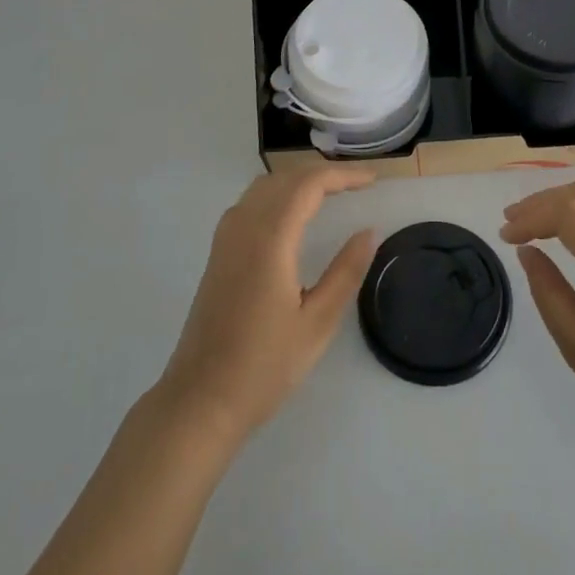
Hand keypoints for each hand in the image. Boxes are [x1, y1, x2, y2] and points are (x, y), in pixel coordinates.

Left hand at [157, 166, 377, 444]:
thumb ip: (346, 271)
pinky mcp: (218, 253)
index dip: (343, 175)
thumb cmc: (264, 366)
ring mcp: (225, 238)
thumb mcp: (317, 323)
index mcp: (270, 239)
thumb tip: (368, 231)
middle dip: (324, 173)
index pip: (309, 184)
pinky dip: (278, 193)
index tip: (373, 180)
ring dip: (299, 180)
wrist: (201, 400)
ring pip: (265, 186)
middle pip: (286, 178)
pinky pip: (250, 202)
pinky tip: (293, 214)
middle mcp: (243, 226)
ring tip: (332, 192)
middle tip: (359, 184)